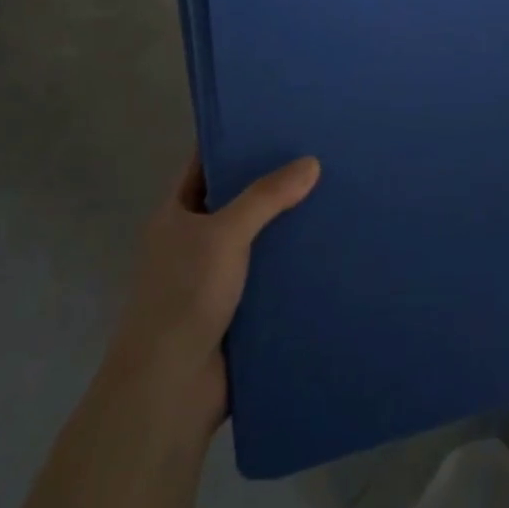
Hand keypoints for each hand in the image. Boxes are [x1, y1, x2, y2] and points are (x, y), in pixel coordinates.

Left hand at [106, 153, 319, 431]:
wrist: (171, 386)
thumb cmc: (185, 295)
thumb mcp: (224, 233)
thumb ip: (266, 196)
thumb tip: (311, 162)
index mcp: (176, 215)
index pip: (205, 164)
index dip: (234, 141)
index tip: (276, 121)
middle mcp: (194, 240)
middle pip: (237, 199)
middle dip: (273, 180)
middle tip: (320, 153)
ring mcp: (217, 274)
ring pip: (259, 237)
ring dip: (289, 223)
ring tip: (336, 192)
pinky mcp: (241, 305)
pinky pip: (272, 272)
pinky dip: (295, 261)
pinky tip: (331, 244)